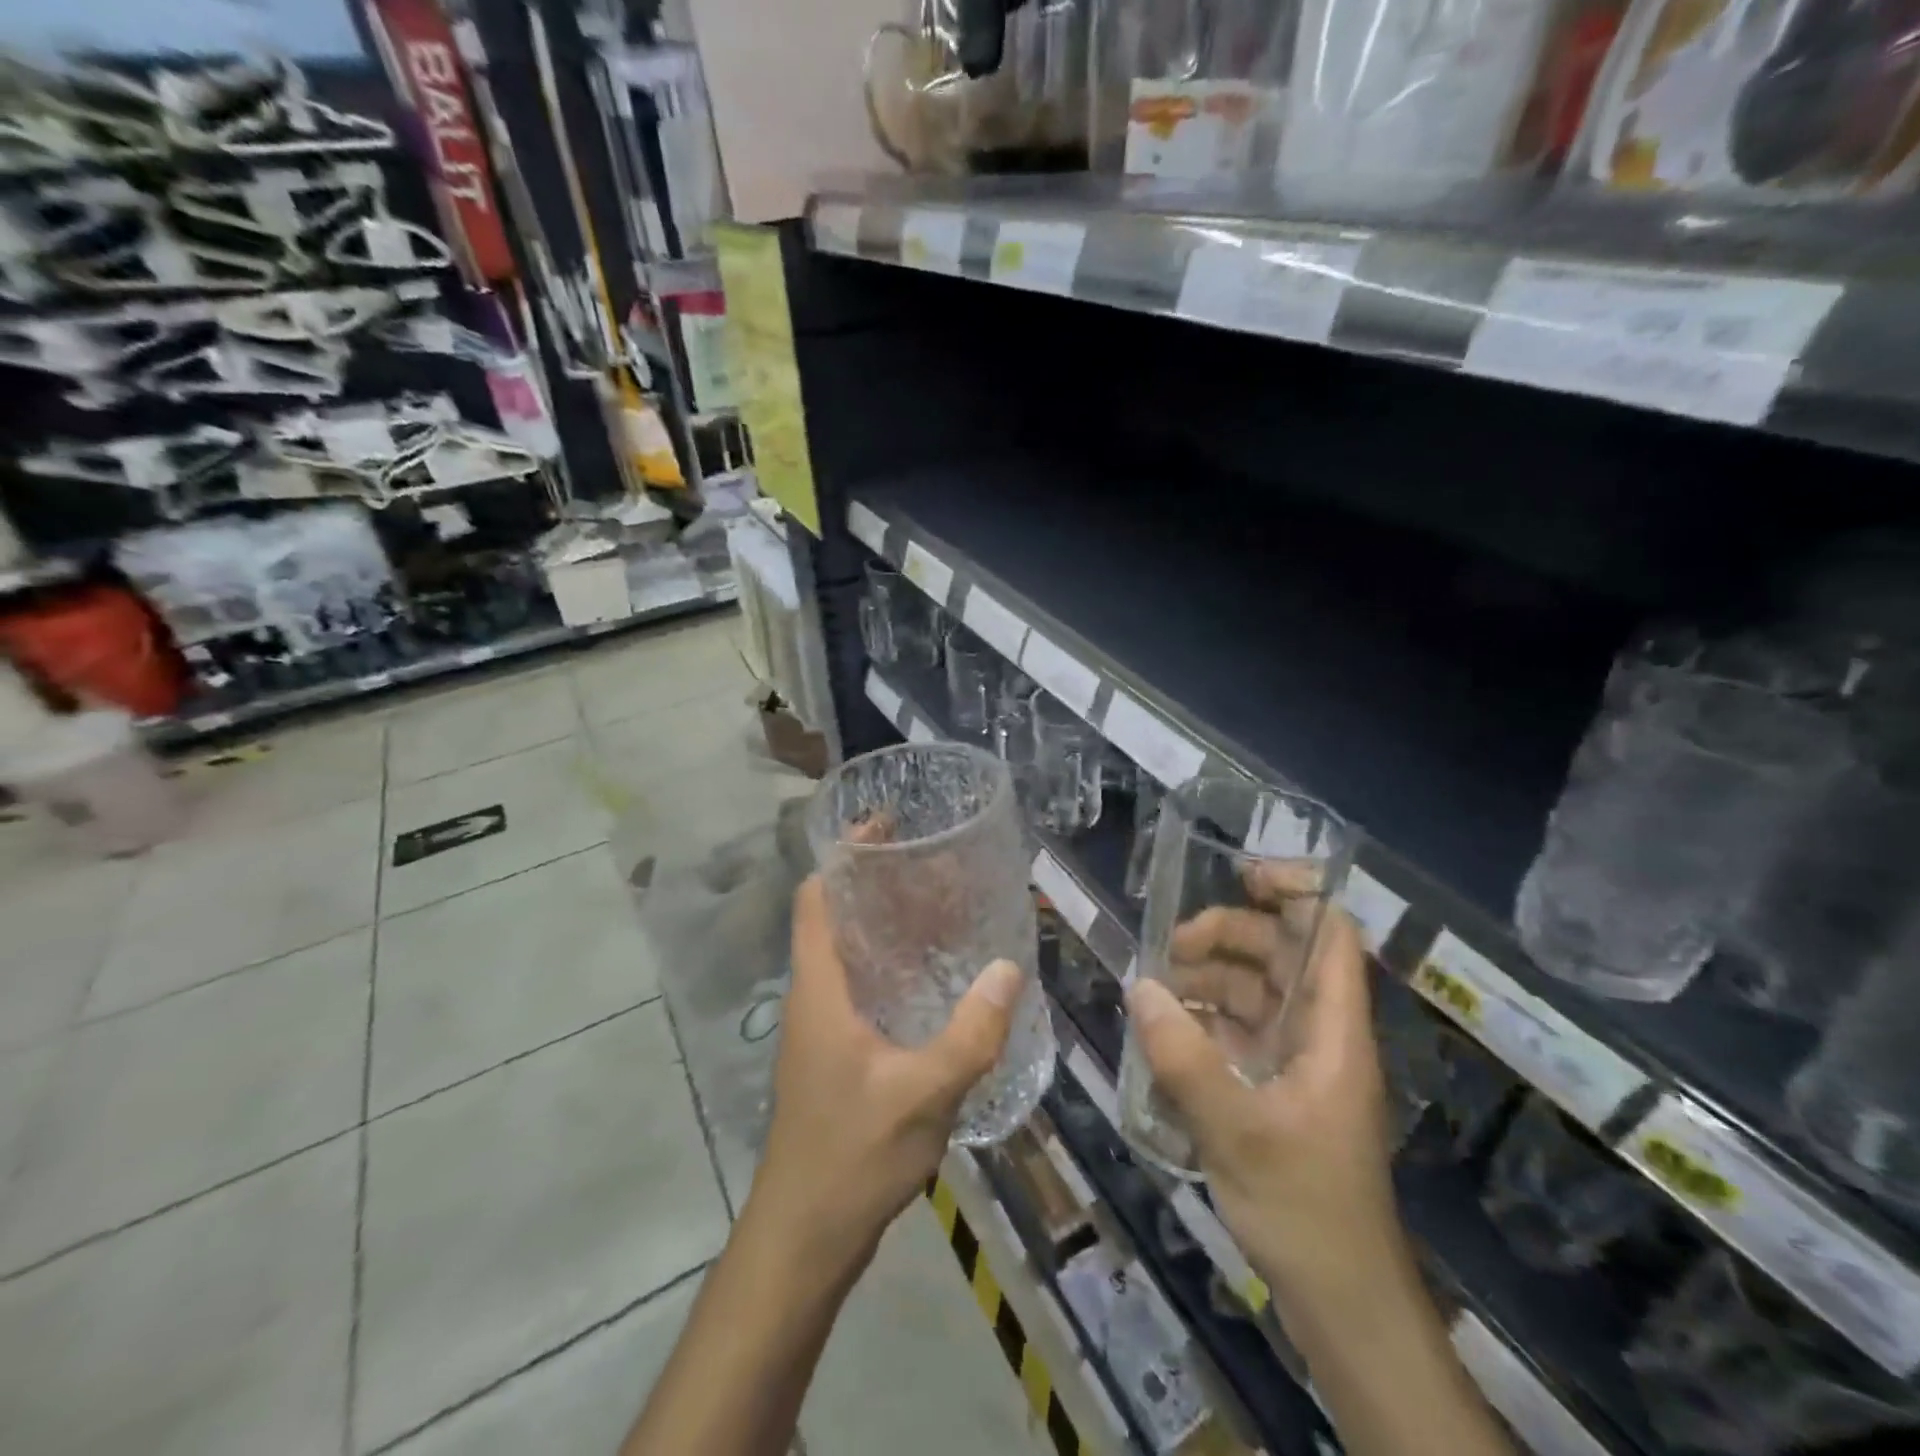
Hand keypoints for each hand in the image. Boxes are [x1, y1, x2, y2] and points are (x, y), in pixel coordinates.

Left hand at [752, 873, 1023, 1270]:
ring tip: (940, 905)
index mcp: (819, 988)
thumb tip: (1008, 968)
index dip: (843, 855)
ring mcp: (821, 1026)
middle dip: (875, 883)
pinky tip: (934, 976)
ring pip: (848, 953)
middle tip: (932, 862)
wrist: (804, 1236)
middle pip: (834, 917)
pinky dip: (890, 965)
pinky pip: (860, 987)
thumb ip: (971, 1032)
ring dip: (884, 924)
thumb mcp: (924, 1093)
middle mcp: (813, 995)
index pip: (816, 898)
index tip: (886, 826)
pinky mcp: (834, 1052)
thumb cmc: (853, 1155)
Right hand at [1126, 872, 1406, 1321]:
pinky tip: (1165, 1024)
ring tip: (1158, 982)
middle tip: (1172, 945)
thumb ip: (1185, 1058)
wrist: (1339, 1301)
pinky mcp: (1273, 1088)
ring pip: (1255, 990)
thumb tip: (1139, 988)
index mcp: (1334, 1030)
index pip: (1331, 935)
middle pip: (1281, 954)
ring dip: (1210, 975)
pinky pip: (1237, 1029)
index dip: (1298, 892)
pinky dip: (1203, 1015)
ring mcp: (1295, 1061)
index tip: (1243, 873)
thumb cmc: (1306, 1208)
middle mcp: (1318, 1033)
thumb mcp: (1238, 1132)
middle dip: (1230, 935)